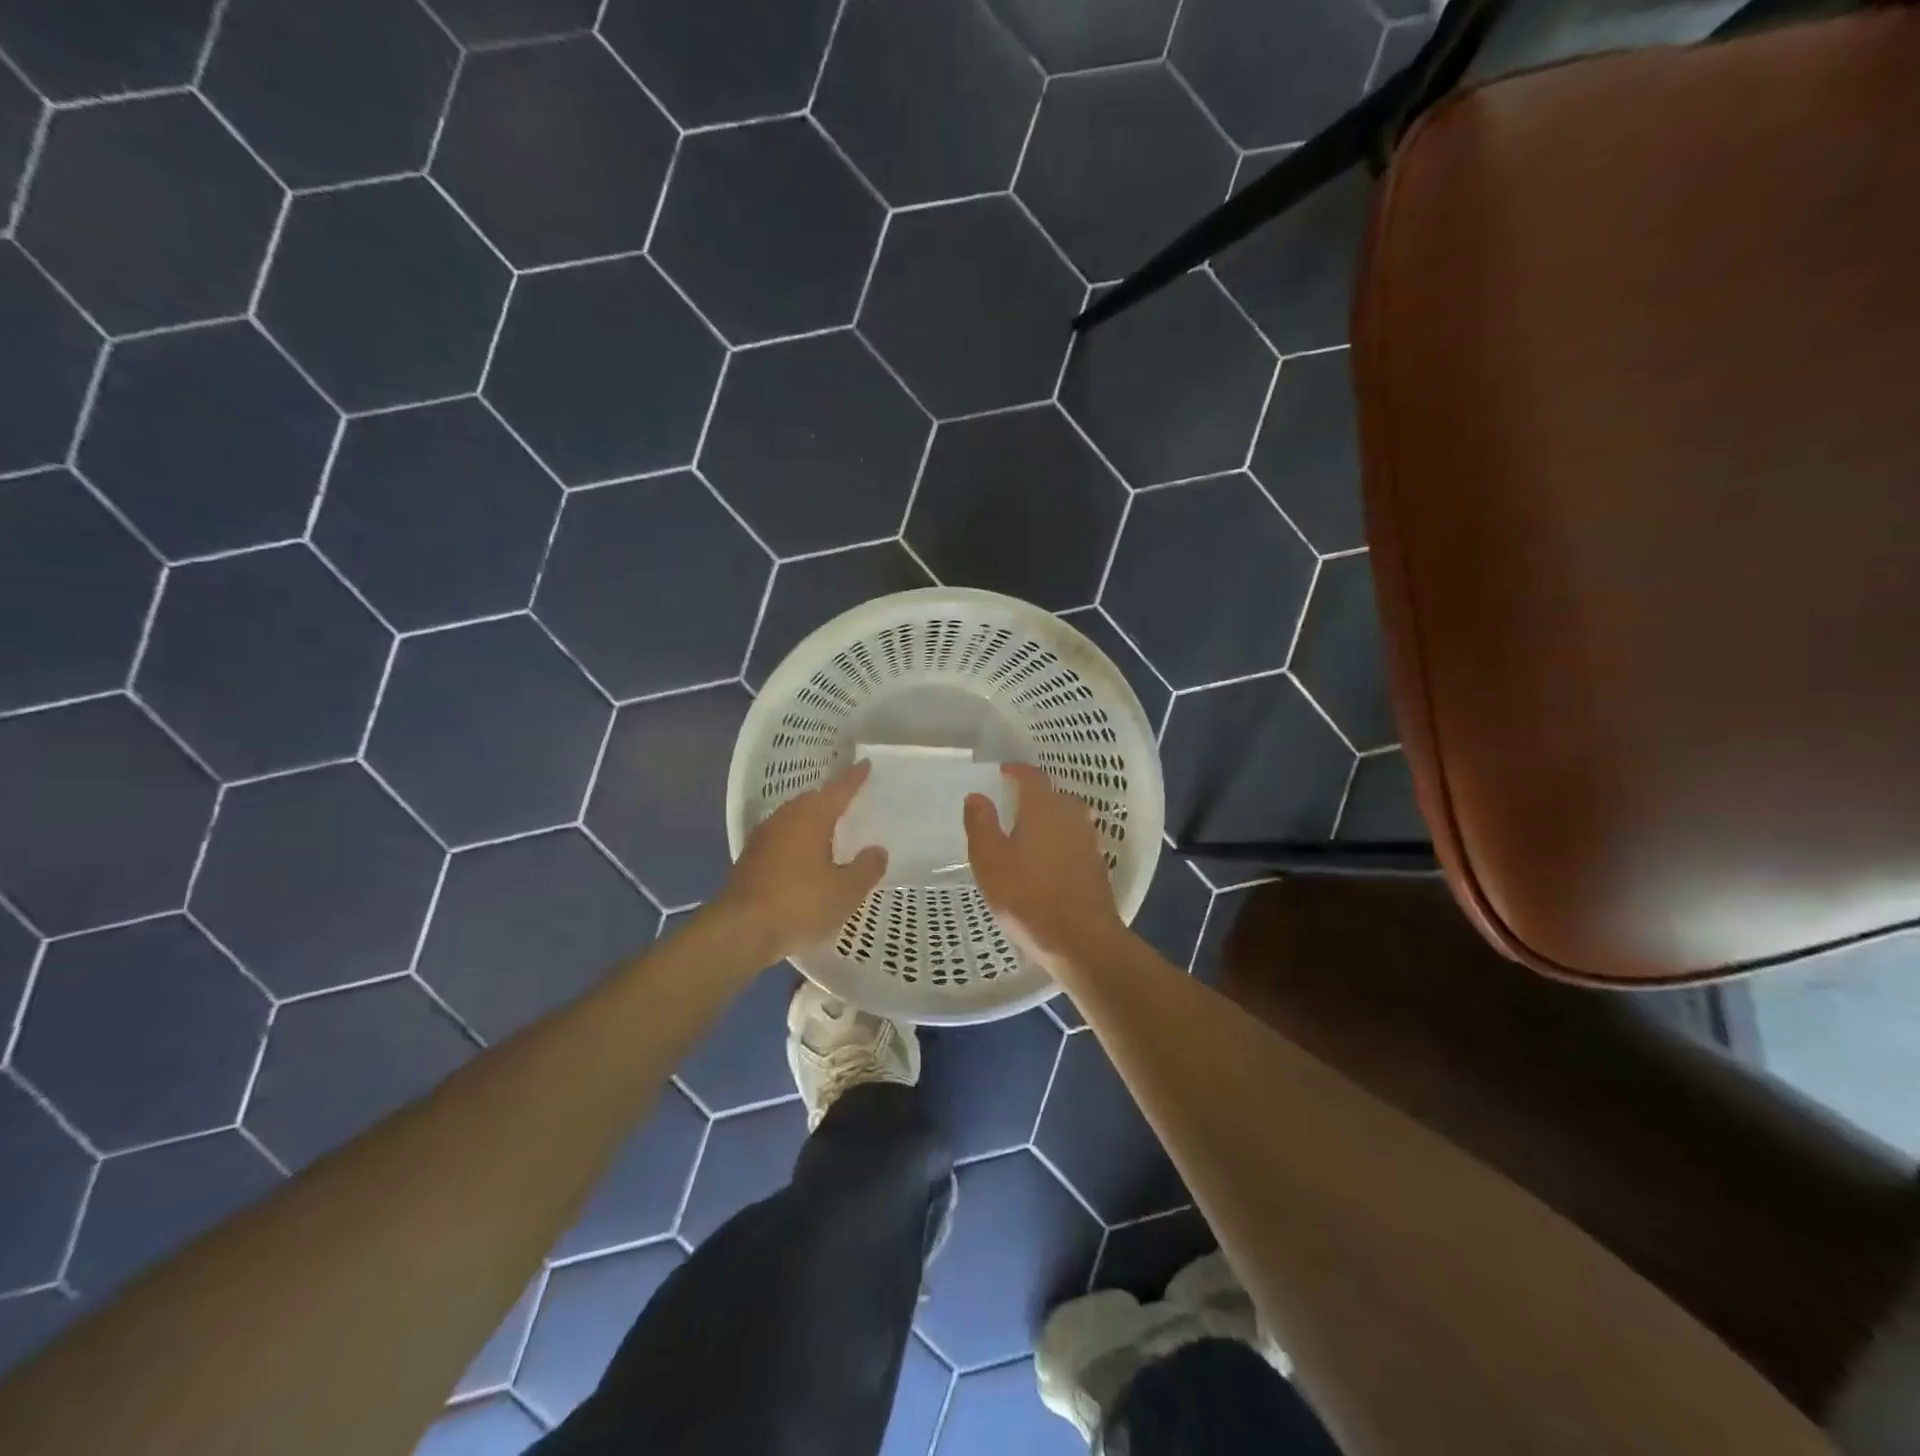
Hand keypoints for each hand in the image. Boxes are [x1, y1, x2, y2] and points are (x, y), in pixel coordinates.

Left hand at [717, 761, 887, 960]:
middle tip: (850, 802)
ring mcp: (763, 838)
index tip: (865, 764)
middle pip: (812, 801)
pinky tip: (806, 859)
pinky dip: (798, 842)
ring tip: (831, 832)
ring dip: (812, 822)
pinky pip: (782, 839)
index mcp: (811, 817)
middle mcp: (785, 819)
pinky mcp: (750, 859)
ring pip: (794, 820)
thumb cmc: (799, 904)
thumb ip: (866, 869)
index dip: (854, 778)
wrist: (740, 931)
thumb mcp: (845, 891)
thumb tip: (877, 851)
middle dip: (831, 799)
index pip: (839, 790)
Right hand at [964, 763, 1123, 974]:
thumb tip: (977, 796)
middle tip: (1010, 803)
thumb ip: (981, 824)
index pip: (1031, 776)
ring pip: (1065, 817)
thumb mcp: (990, 861)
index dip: (1015, 771)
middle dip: (1031, 795)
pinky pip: (1073, 840)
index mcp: (1044, 808)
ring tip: (1026, 831)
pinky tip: (1045, 859)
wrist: (1082, 941)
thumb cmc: (1028, 897)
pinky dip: (1058, 840)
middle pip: (1052, 795)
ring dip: (1047, 818)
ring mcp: (1088, 841)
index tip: (1002, 772)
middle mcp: (1071, 816)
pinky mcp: (1096, 865)